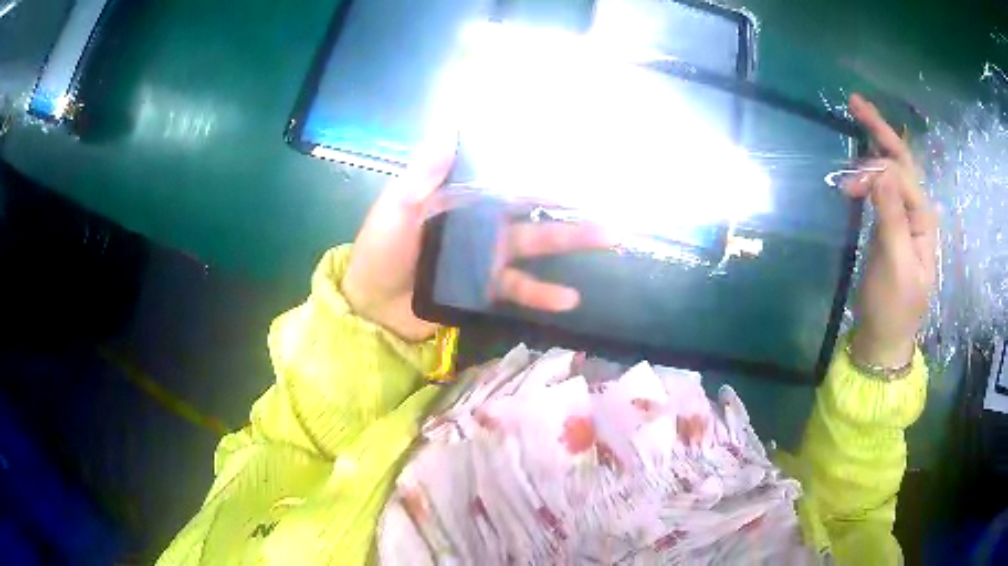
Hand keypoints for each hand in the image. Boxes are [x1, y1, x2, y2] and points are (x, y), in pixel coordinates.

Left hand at [342, 141, 610, 341]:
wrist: (372, 303)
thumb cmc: (380, 250)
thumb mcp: (397, 208)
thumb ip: (423, 175)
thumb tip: (449, 131)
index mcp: (463, 200)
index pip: (510, 184)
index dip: (543, 177)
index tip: (579, 171)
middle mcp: (482, 226)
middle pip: (534, 215)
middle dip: (572, 212)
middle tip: (611, 209)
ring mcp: (487, 258)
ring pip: (537, 247)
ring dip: (572, 244)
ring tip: (611, 239)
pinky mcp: (486, 288)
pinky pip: (520, 289)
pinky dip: (543, 294)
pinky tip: (570, 298)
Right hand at [843, 94, 937, 367]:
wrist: (885, 338)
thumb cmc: (894, 308)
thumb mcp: (896, 266)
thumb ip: (891, 218)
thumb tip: (879, 172)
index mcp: (923, 220)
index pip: (901, 175)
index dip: (875, 170)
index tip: (846, 185)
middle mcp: (917, 211)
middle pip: (902, 161)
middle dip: (880, 130)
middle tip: (854, 101)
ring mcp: (905, 217)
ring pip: (893, 169)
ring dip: (874, 147)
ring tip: (854, 125)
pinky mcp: (891, 224)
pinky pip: (884, 186)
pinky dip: (871, 167)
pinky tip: (861, 159)